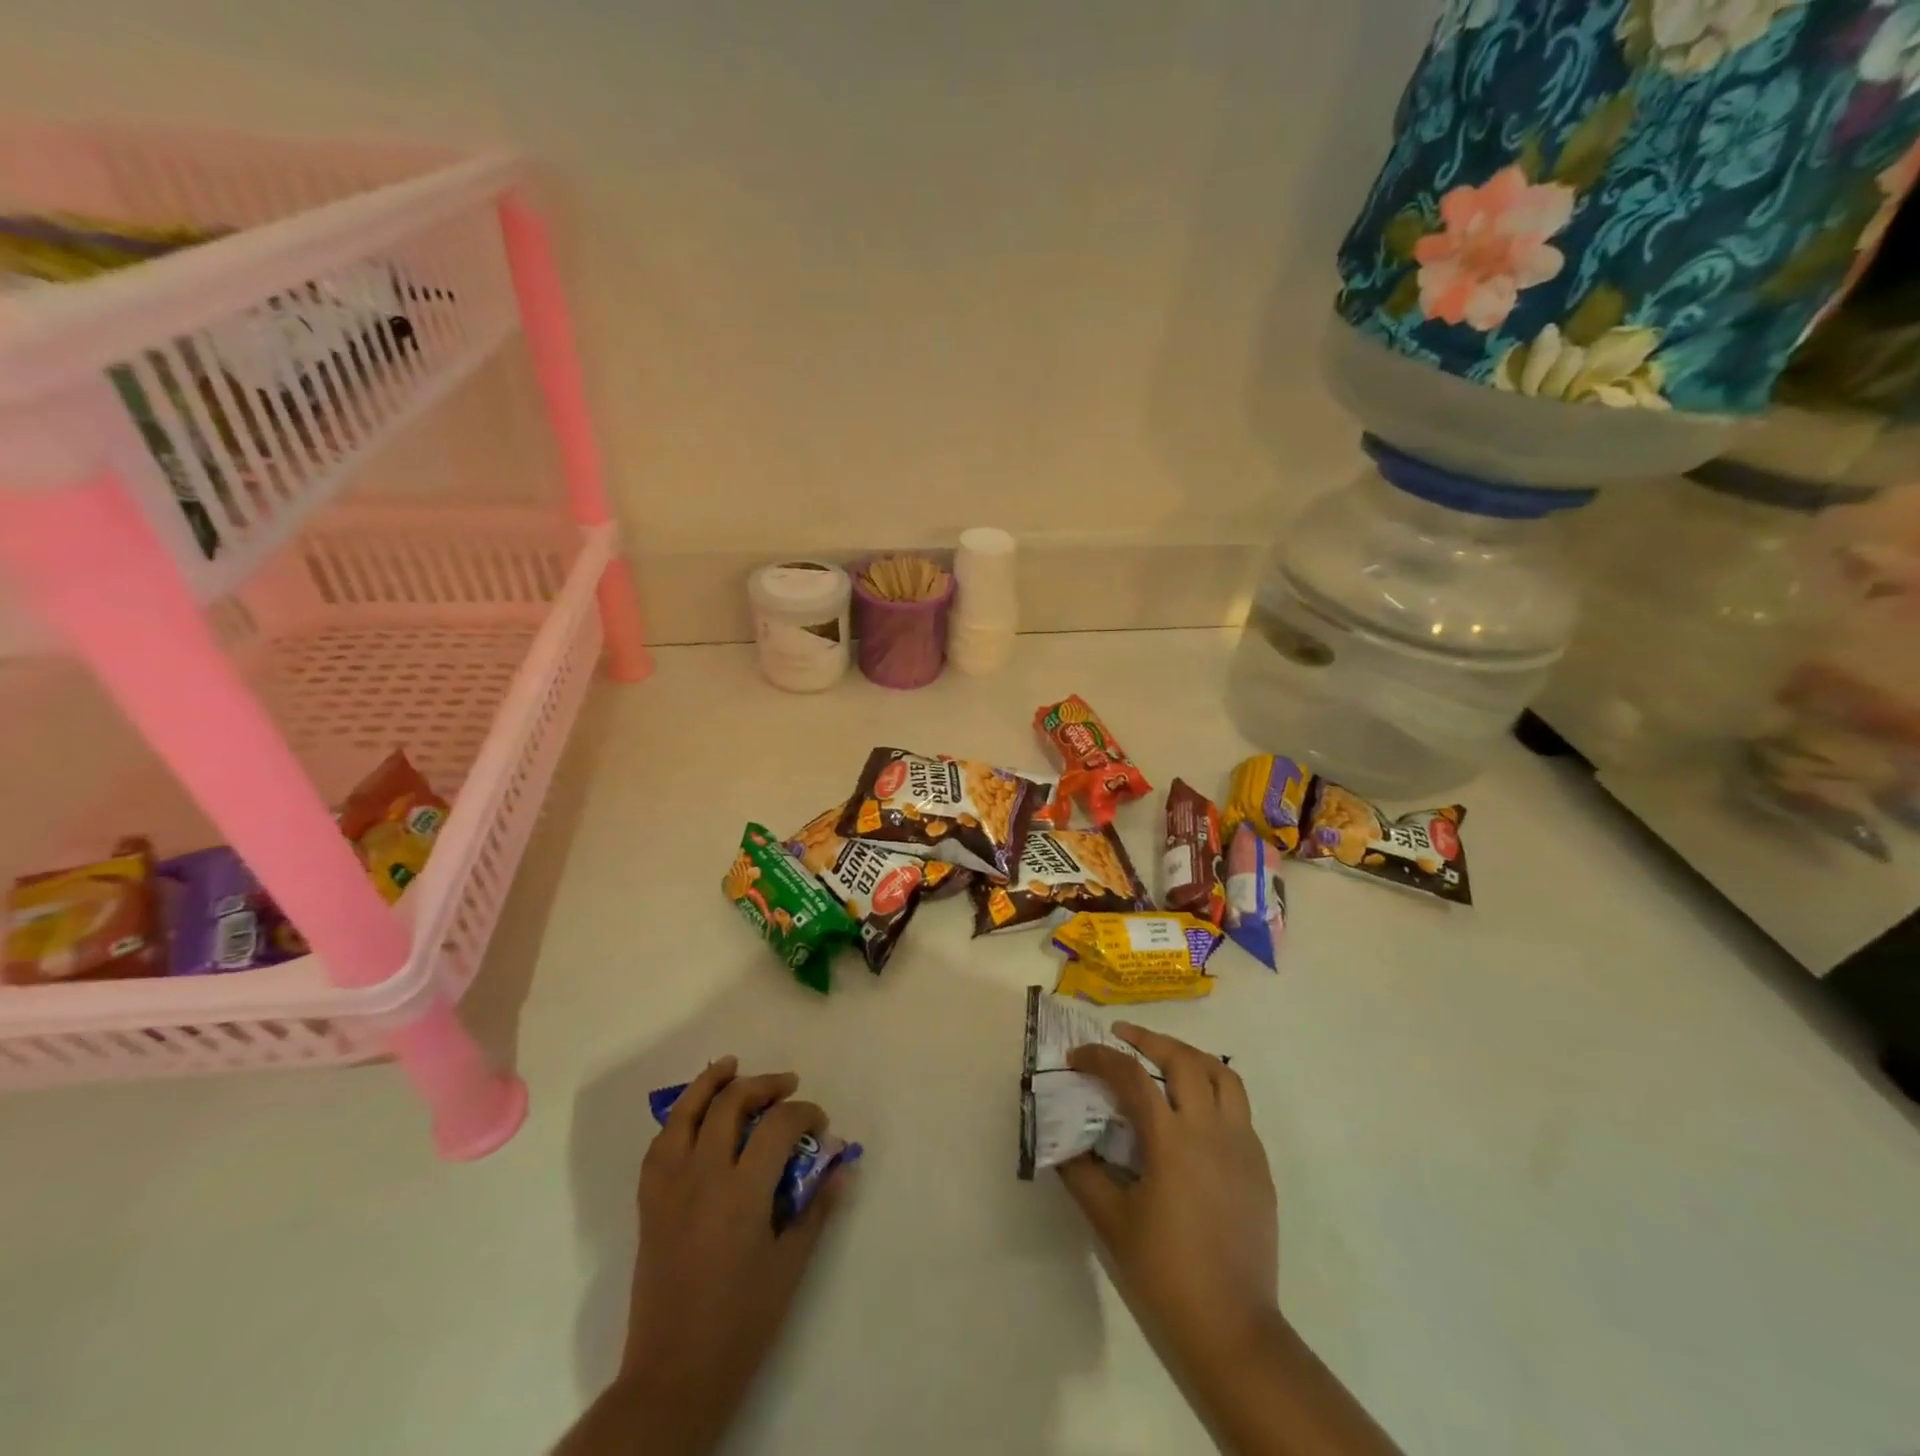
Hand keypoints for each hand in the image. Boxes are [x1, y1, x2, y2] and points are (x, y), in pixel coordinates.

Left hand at [593, 1057, 849, 1455]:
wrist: (673, 1375)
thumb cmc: (741, 1323)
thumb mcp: (791, 1265)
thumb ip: (817, 1208)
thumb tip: (842, 1165)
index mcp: (742, 1192)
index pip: (778, 1125)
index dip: (805, 1113)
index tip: (821, 1124)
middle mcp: (703, 1176)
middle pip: (731, 1104)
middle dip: (765, 1086)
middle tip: (788, 1087)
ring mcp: (670, 1187)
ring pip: (686, 1112)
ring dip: (711, 1083)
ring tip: (732, 1065)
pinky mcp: (649, 1203)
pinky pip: (660, 1144)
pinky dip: (679, 1118)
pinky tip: (694, 1114)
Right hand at [1058, 1025, 1279, 1378]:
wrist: (1233, 1328)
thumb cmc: (1165, 1273)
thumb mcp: (1111, 1222)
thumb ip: (1083, 1173)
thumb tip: (1061, 1141)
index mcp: (1171, 1141)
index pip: (1131, 1077)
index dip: (1100, 1058)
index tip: (1078, 1058)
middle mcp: (1210, 1130)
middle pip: (1183, 1059)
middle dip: (1149, 1039)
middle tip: (1123, 1036)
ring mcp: (1242, 1145)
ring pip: (1223, 1075)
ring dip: (1190, 1056)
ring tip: (1165, 1058)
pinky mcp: (1259, 1165)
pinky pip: (1239, 1108)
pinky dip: (1214, 1091)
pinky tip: (1193, 1112)